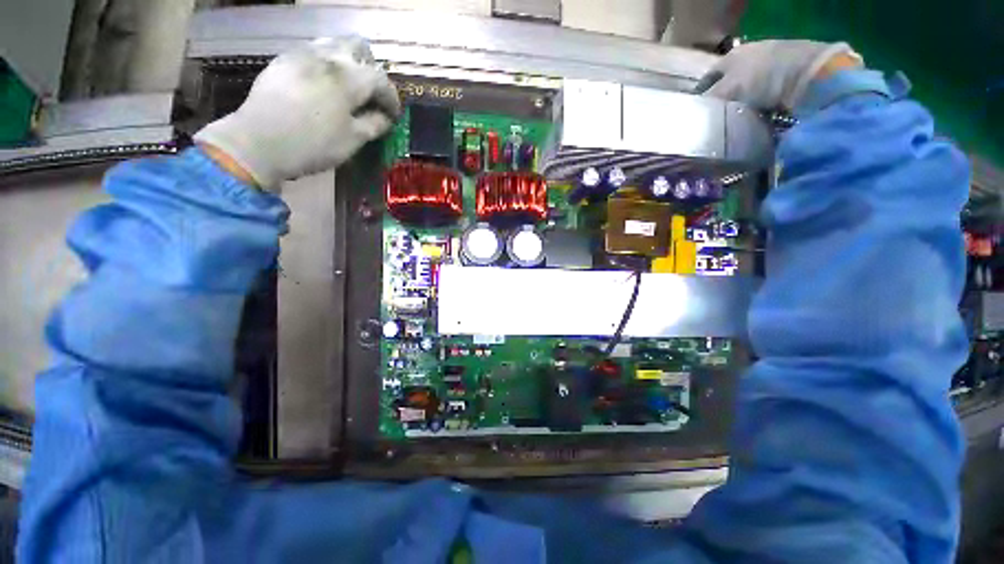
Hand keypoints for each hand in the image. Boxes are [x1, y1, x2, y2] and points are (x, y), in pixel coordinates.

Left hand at [194, 37, 400, 189]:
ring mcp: (302, 55)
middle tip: (372, 94)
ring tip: (349, 89)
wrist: (259, 142)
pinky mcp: (283, 61)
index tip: (393, 115)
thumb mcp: (353, 140)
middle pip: (358, 47)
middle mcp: (327, 57)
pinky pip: (312, 53)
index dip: (392, 99)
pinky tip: (324, 87)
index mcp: (348, 78)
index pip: (381, 80)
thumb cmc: (313, 144)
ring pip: (334, 45)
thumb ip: (374, 125)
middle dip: (371, 69)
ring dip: (348, 63)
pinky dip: (326, 65)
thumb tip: (385, 118)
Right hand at [695, 40, 862, 110]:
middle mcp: (748, 55)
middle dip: (720, 99)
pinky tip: (756, 115)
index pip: (707, 78)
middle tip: (713, 119)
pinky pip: (764, 93)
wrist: (808, 73)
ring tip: (734, 121)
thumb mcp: (727, 91)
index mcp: (730, 57)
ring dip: (740, 102)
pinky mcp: (787, 74)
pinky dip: (758, 104)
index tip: (695, 112)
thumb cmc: (761, 78)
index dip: (700, 94)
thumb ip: (709, 101)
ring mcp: (770, 63)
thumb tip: (694, 115)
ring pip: (746, 88)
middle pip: (727, 81)